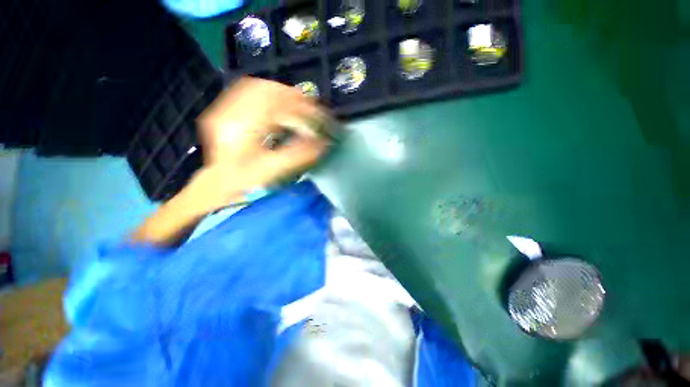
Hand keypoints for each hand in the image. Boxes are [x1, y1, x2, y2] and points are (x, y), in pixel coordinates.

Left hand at [129, 78, 331, 244]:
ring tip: (301, 104)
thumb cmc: (246, 181)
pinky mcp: (227, 110)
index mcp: (240, 129)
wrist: (219, 182)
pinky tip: (281, 103)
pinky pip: (250, 92)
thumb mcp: (273, 171)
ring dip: (283, 93)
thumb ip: (299, 155)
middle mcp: (229, 112)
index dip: (301, 109)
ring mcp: (225, 108)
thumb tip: (323, 142)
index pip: (275, 106)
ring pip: (258, 88)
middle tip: (313, 108)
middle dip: (294, 97)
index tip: (319, 117)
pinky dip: (271, 94)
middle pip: (266, 90)